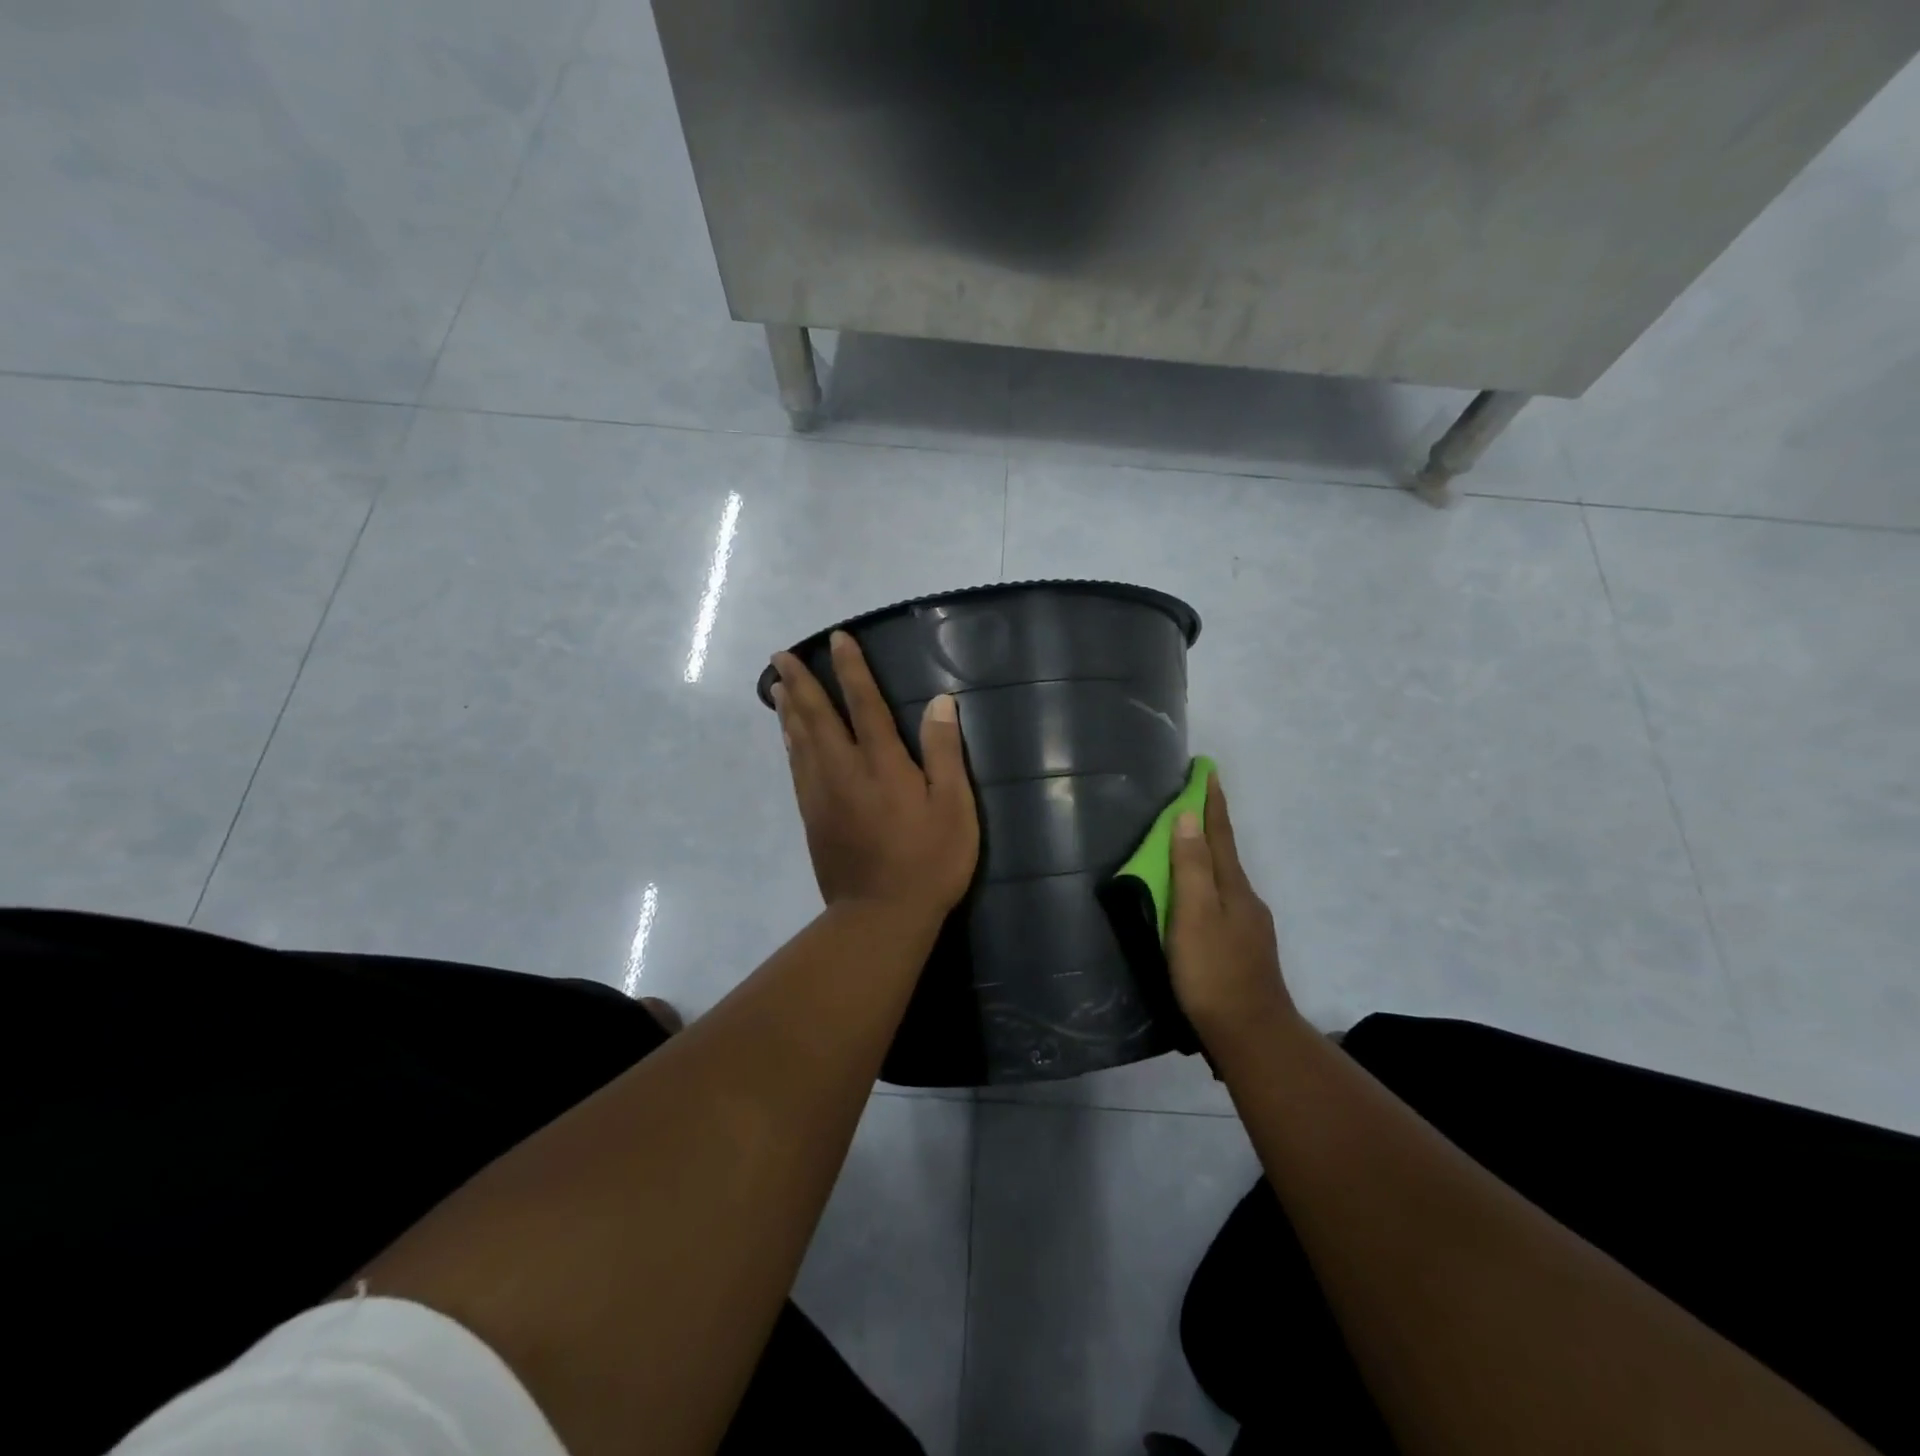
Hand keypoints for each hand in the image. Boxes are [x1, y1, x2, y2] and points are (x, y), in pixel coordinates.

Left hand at [771, 632, 978, 920]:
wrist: (879, 916)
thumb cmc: (928, 861)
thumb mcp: (954, 807)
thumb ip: (943, 752)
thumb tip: (940, 702)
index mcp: (882, 764)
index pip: (864, 704)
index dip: (851, 669)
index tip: (837, 639)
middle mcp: (844, 770)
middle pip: (817, 717)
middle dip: (800, 683)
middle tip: (781, 656)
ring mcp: (822, 795)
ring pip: (799, 740)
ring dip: (788, 709)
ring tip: (776, 685)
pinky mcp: (812, 818)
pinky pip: (796, 768)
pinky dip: (789, 743)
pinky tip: (787, 736)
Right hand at [1168, 775, 1297, 1047]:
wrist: (1252, 1035)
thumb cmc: (1214, 972)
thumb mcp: (1195, 915)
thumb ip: (1190, 867)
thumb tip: (1188, 816)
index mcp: (1233, 887)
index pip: (1219, 834)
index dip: (1211, 803)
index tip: (1208, 771)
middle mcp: (1246, 899)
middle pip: (1224, 853)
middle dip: (1210, 824)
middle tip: (1193, 799)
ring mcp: (1249, 926)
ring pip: (1225, 879)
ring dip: (1208, 856)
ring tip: (1189, 845)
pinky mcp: (1244, 949)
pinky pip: (1223, 901)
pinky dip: (1209, 885)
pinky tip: (1201, 899)